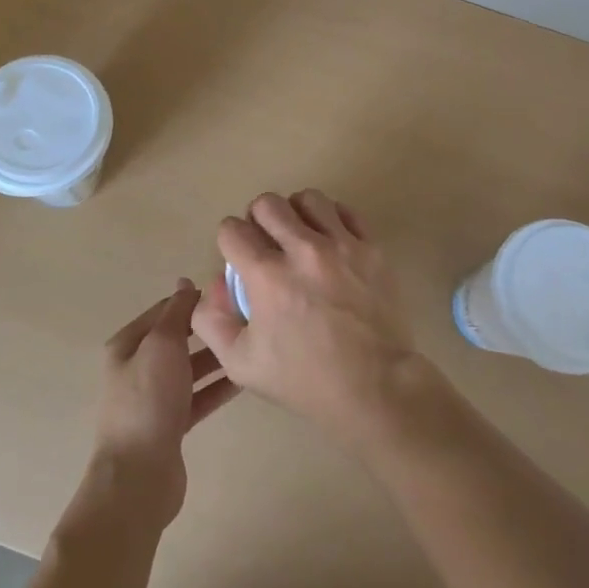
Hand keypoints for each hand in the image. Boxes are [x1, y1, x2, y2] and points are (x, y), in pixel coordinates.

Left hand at [88, 281, 238, 527]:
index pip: (164, 311)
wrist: (139, 475)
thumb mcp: (162, 345)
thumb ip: (176, 312)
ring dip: (216, 358)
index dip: (192, 300)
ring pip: (190, 369)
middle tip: (244, 319)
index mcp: (128, 344)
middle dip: (207, 329)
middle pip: (178, 340)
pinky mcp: (170, 425)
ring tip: (249, 345)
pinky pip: (198, 397)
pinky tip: (243, 379)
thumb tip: (186, 283)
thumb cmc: (148, 399)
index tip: (228, 293)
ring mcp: (154, 398)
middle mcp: (138, 368)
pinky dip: (217, 387)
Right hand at [193, 190, 426, 452]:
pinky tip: (329, 242)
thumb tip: (215, 284)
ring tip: (300, 238)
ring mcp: (341, 246)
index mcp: (267, 276)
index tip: (238, 260)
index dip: (229, 242)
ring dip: (296, 214)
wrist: (376, 389)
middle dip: (258, 220)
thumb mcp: (241, 363)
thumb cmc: (305, 380)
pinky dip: (331, 220)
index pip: (231, 229)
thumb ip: (212, 320)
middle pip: (267, 203)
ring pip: (308, 198)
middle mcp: (302, 250)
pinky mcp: (371, 249)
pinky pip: (345, 212)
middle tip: (266, 245)